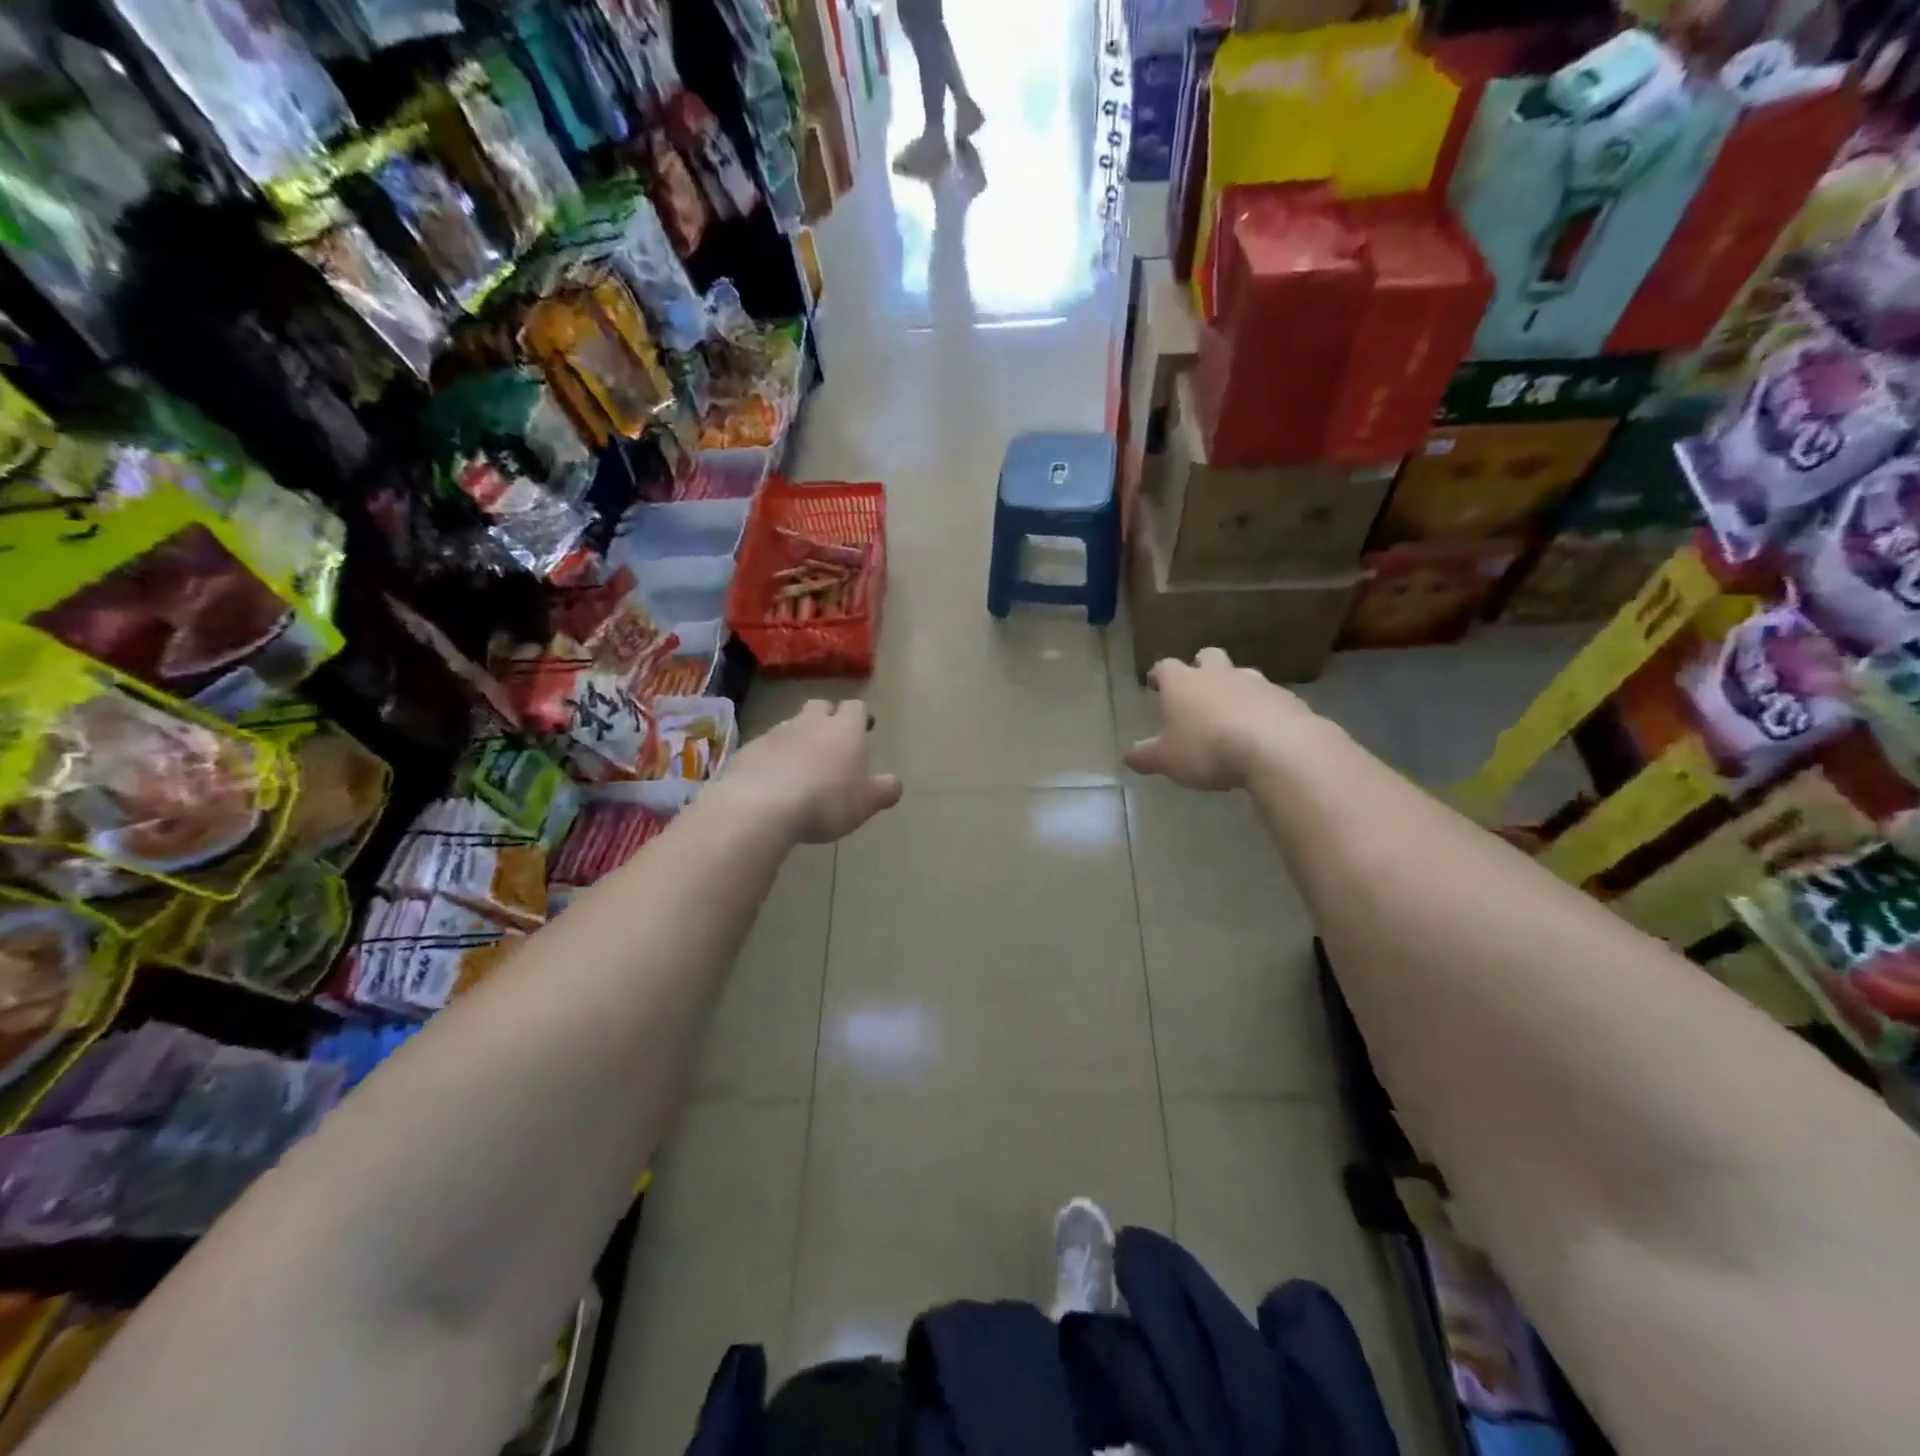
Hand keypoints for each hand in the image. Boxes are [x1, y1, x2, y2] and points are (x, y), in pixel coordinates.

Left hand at [717, 699, 901, 842]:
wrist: (761, 805)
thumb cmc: (826, 800)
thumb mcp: (867, 802)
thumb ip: (885, 790)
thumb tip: (895, 784)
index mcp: (844, 729)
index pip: (856, 707)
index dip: (861, 716)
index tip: (865, 727)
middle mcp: (810, 722)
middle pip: (820, 706)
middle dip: (828, 717)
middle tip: (833, 739)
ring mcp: (776, 733)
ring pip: (791, 725)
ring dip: (799, 737)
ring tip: (802, 763)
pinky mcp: (749, 750)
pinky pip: (766, 747)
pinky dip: (773, 757)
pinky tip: (774, 779)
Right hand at [1123, 648, 1320, 791]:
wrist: (1278, 747)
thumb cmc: (1208, 748)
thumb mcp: (1168, 760)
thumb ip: (1146, 756)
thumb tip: (1128, 756)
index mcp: (1183, 683)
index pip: (1164, 667)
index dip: (1159, 675)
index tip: (1155, 684)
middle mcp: (1218, 674)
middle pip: (1207, 657)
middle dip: (1200, 667)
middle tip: (1197, 689)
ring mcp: (1256, 682)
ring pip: (1241, 675)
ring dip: (1234, 688)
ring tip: (1232, 714)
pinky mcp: (1287, 698)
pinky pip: (1269, 698)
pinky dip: (1262, 709)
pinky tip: (1262, 732)